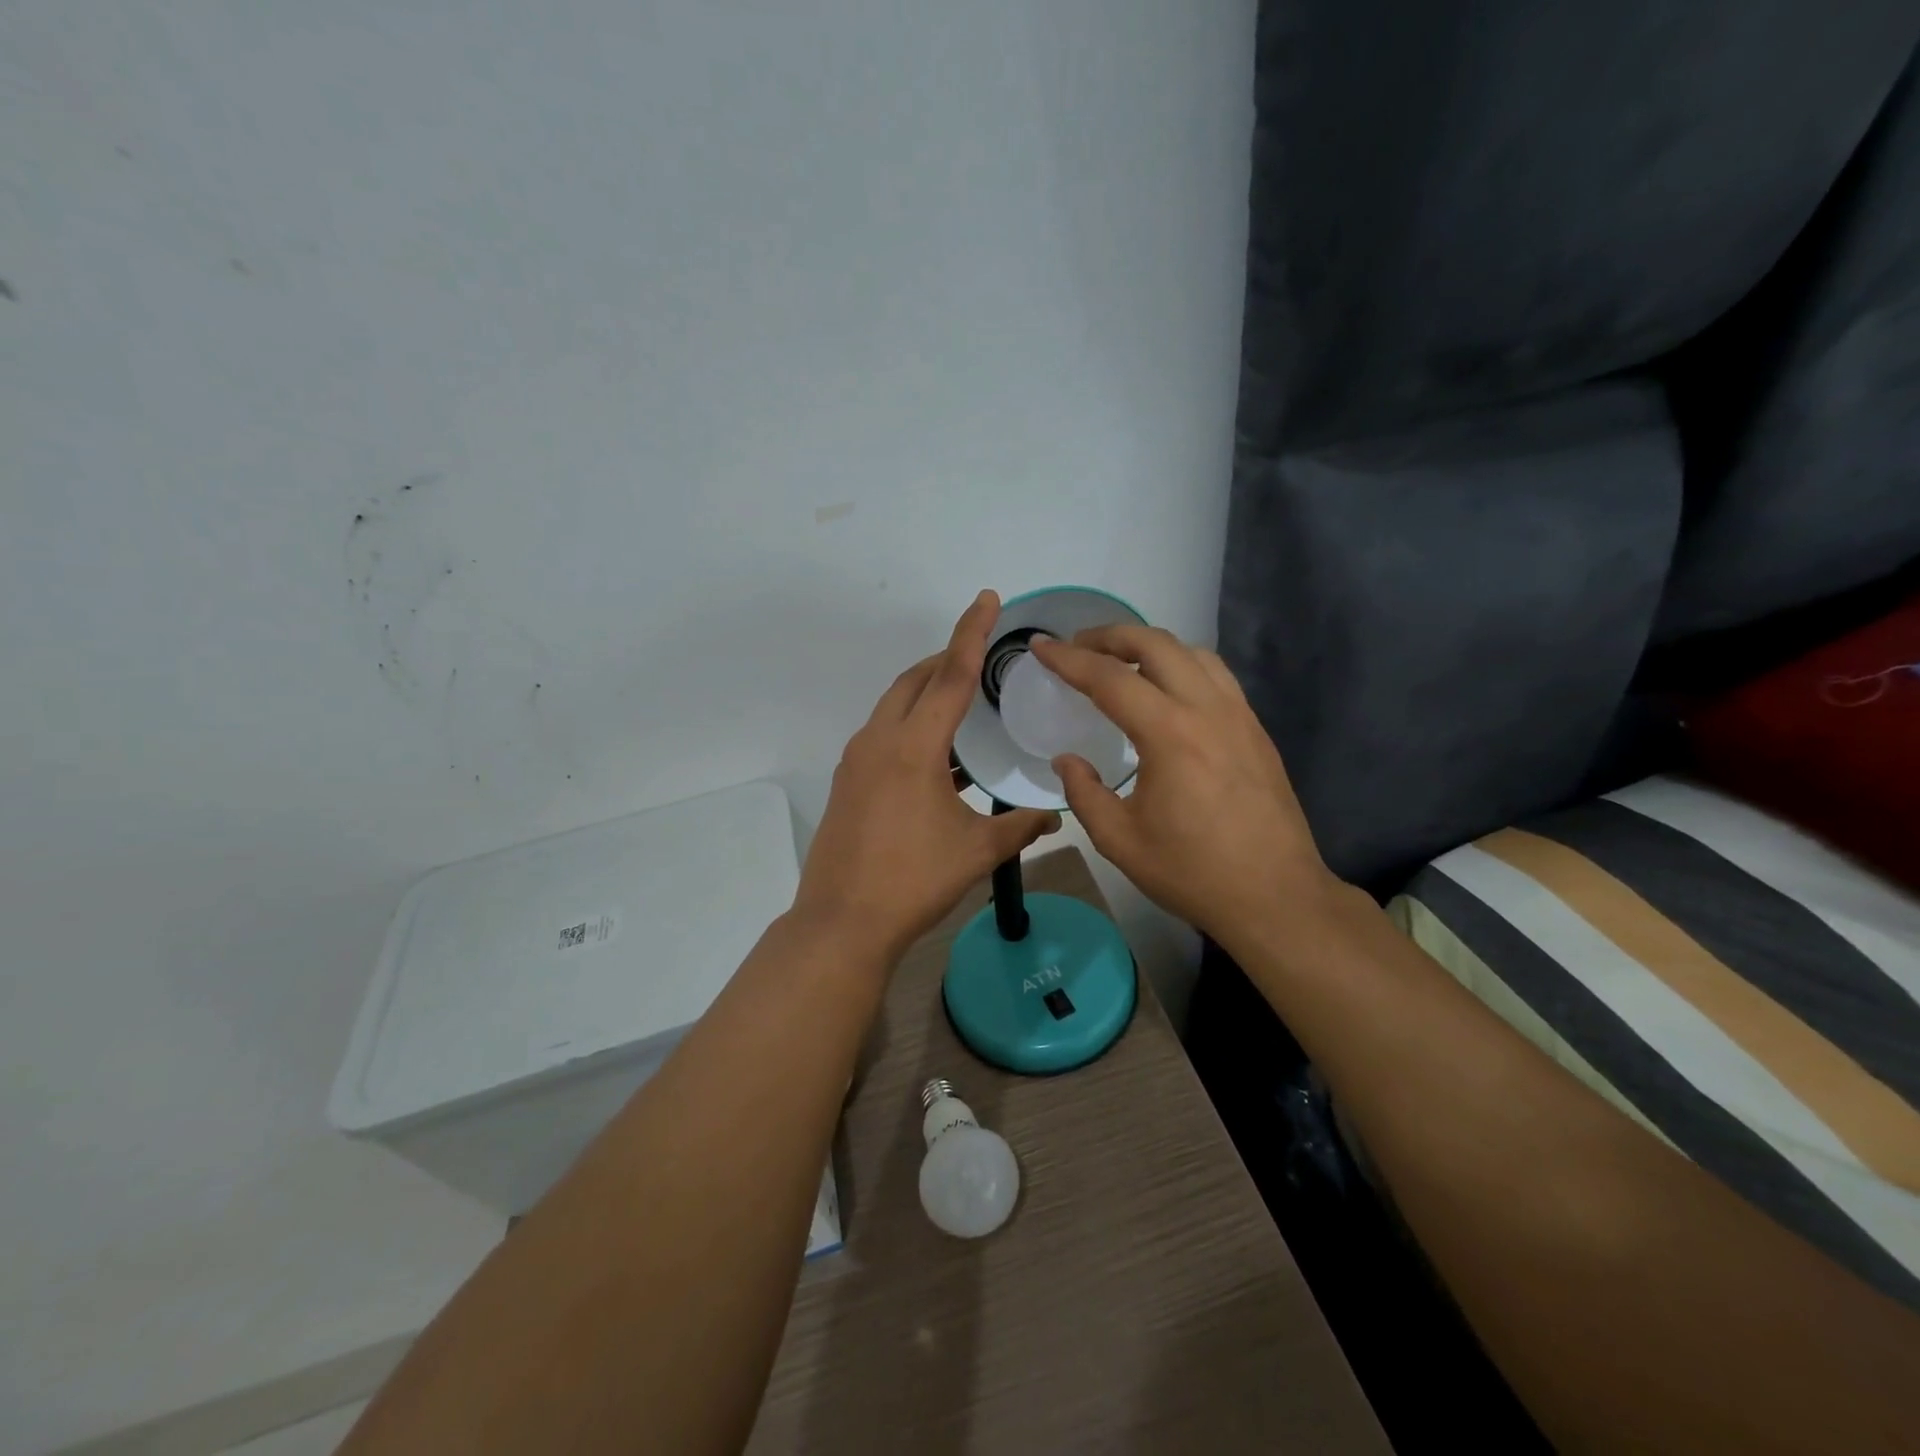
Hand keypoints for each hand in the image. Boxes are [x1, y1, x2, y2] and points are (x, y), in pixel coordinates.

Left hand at [794, 591, 1059, 961]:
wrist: (843, 922)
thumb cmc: (914, 880)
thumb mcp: (976, 851)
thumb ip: (1020, 827)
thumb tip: (1056, 816)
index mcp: (913, 746)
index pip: (950, 675)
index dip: (971, 633)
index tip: (985, 598)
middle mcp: (879, 741)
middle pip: (914, 681)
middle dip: (946, 659)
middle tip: (978, 656)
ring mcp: (856, 761)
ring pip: (893, 706)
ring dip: (924, 692)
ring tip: (959, 700)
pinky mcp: (846, 782)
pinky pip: (882, 733)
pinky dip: (908, 724)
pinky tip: (933, 753)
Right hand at [1030, 627, 1338, 951]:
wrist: (1275, 896)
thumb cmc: (1192, 872)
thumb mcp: (1119, 841)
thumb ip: (1084, 793)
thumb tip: (1066, 760)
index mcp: (1169, 735)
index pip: (1109, 678)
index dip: (1068, 659)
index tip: (1041, 647)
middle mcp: (1207, 710)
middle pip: (1156, 645)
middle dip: (1110, 636)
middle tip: (1078, 647)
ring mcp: (1239, 716)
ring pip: (1192, 652)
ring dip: (1149, 645)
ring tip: (1120, 661)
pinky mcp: (1256, 730)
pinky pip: (1216, 675)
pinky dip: (1182, 664)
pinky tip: (1167, 689)